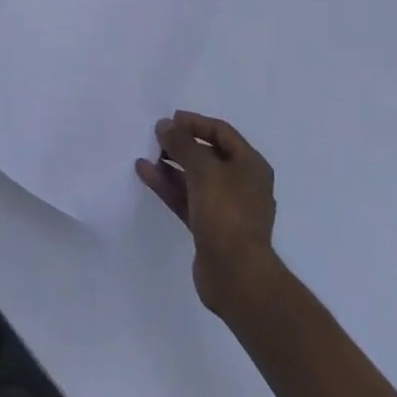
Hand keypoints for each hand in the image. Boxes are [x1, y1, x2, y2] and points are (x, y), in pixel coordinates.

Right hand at [136, 111, 277, 314]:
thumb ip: (182, 144)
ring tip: (145, 154)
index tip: (169, 120)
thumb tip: (165, 125)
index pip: (221, 132)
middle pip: (207, 155)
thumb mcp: (203, 169)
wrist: (237, 277)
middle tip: (155, 137)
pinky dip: (168, 186)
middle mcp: (241, 183)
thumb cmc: (226, 213)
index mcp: (250, 165)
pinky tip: (146, 174)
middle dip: (181, 144)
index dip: (195, 123)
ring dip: (171, 165)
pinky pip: (186, 198)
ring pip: (194, 178)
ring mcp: (226, 208)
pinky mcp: (210, 228)